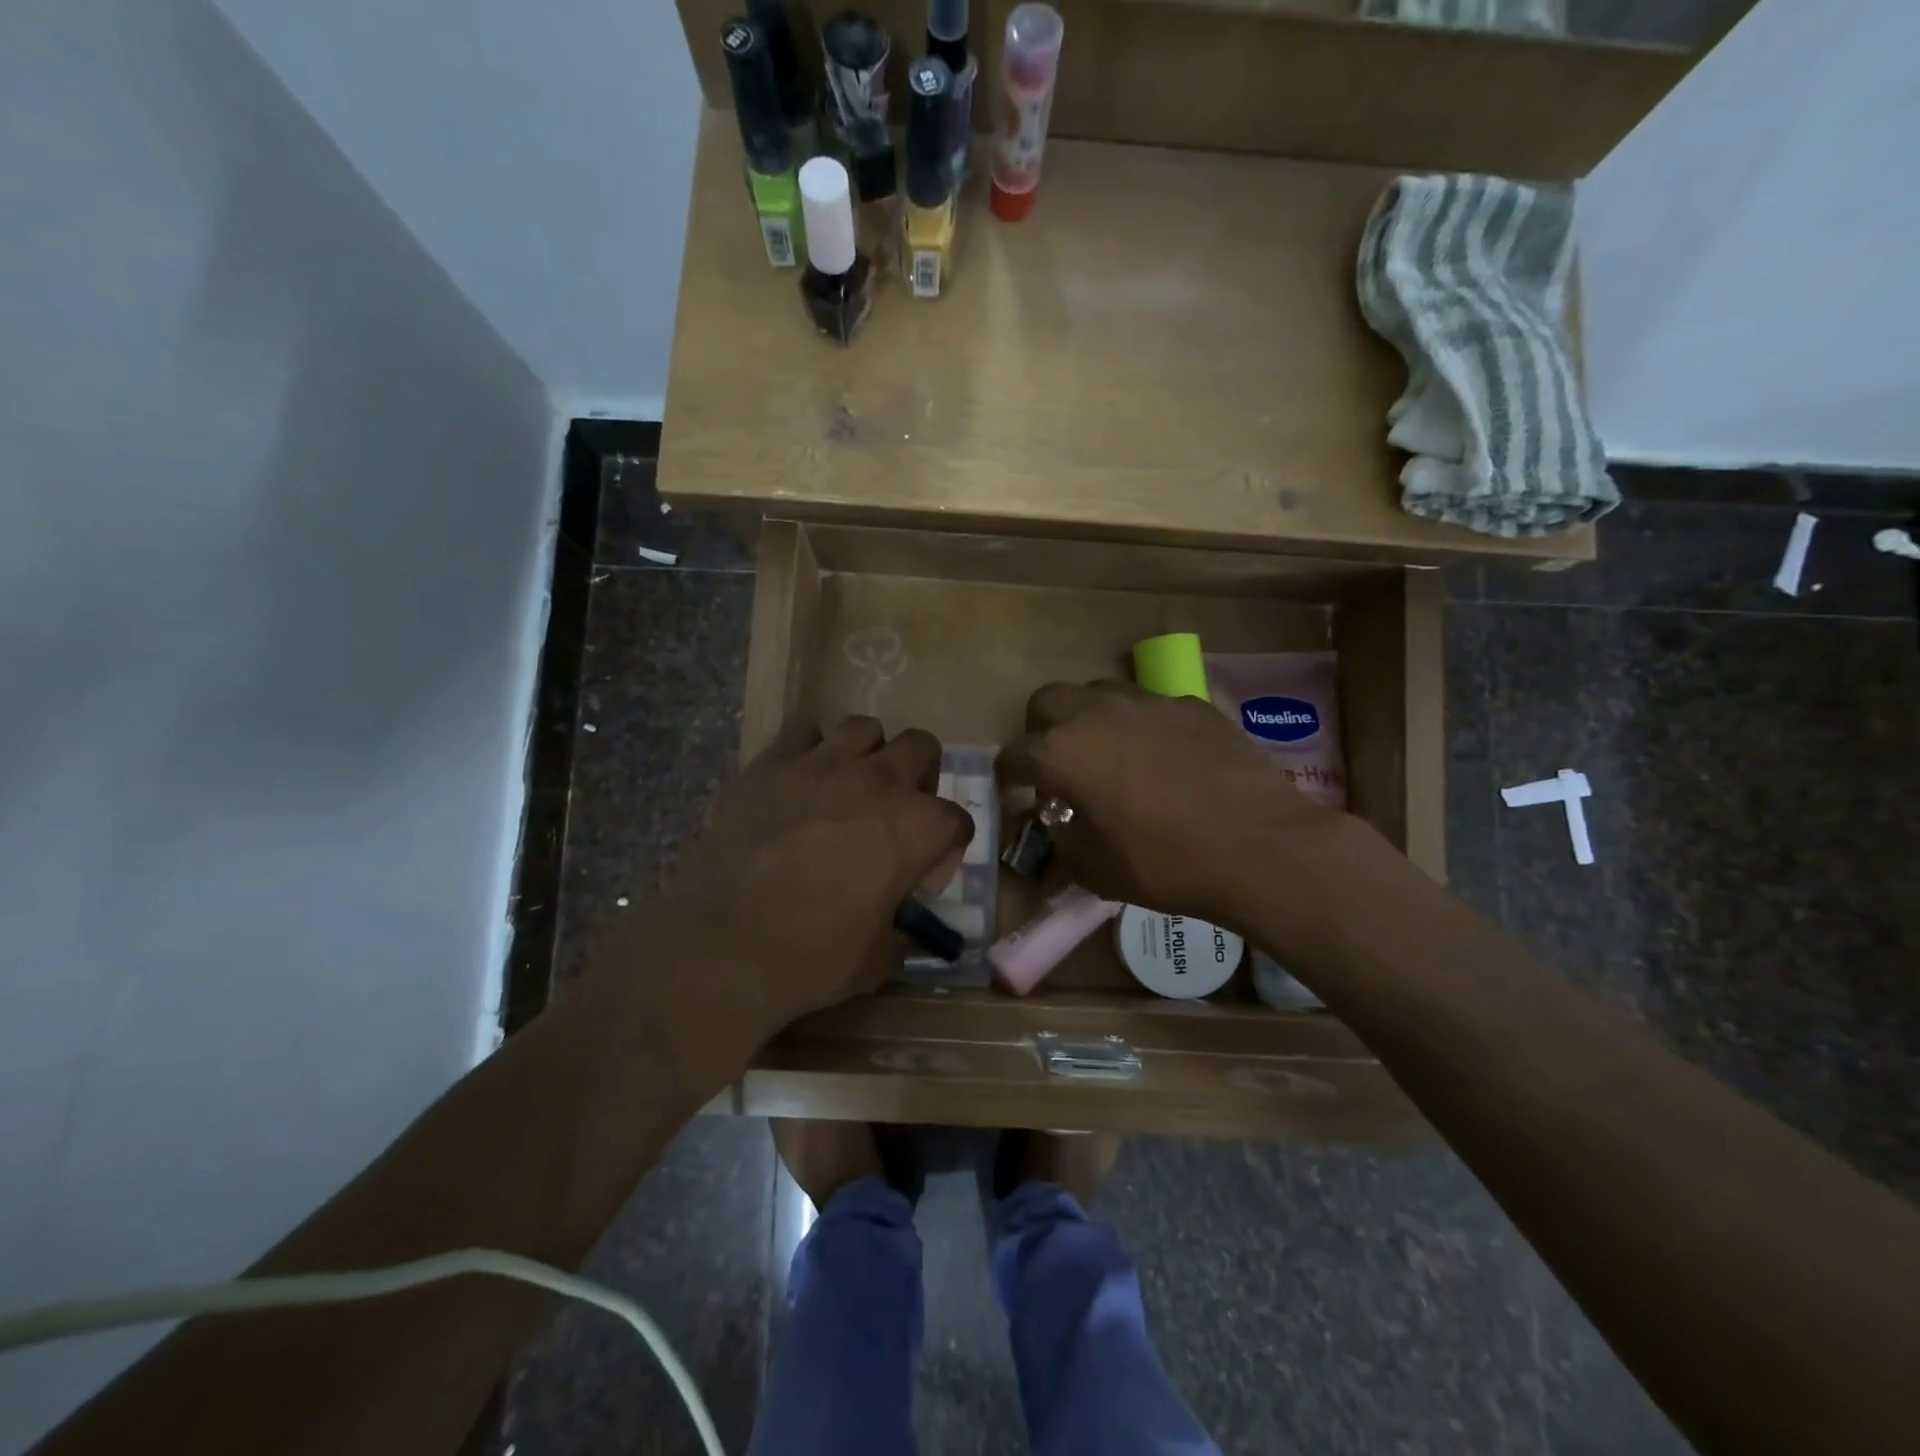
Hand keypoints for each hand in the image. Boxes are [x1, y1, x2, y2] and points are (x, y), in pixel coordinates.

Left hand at [635, 716, 972, 1037]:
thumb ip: (900, 931)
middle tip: (895, 811)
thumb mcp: (877, 958)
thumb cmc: (813, 957)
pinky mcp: (773, 763)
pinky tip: (800, 781)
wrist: (724, 946)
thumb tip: (902, 928)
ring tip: (849, 786)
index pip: (957, 819)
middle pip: (921, 747)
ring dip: (867, 754)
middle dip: (919, 776)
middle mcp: (879, 781)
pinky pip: (803, 731)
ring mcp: (823, 764)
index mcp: (917, 826)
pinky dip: (810, 751)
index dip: (945, 848)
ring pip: (864, 728)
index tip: (921, 875)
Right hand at [997, 682, 1347, 930]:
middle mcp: (1096, 713)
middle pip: (1047, 701)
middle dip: (1041, 731)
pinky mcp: (1190, 703)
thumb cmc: (1167, 864)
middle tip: (1059, 765)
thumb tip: (1057, 829)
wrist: (1260, 847)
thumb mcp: (1097, 870)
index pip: (1013, 754)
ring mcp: (1147, 701)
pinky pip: (1149, 704)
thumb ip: (1062, 844)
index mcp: (1063, 753)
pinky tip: (1164, 757)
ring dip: (1089, 719)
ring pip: (1097, 691)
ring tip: (1109, 754)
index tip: (1020, 798)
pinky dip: (1141, 724)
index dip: (1009, 778)